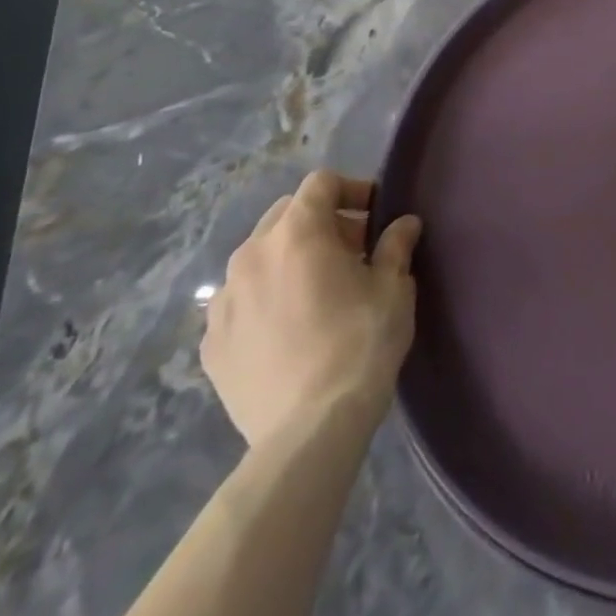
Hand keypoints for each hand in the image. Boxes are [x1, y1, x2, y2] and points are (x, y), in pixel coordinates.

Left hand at [201, 170, 421, 448]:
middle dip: (320, 223)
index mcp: (296, 233)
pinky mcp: (211, 344)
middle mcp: (251, 256)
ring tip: (316, 292)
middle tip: (352, 252)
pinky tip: (288, 329)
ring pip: (259, 258)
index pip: (321, 184)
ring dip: (289, 260)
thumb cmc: (360, 343)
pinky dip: (264, 300)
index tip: (374, 215)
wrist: (309, 431)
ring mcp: (223, 301)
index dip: (351, 189)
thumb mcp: (393, 287)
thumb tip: (404, 224)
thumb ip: (395, 246)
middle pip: (286, 215)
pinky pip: (240, 302)